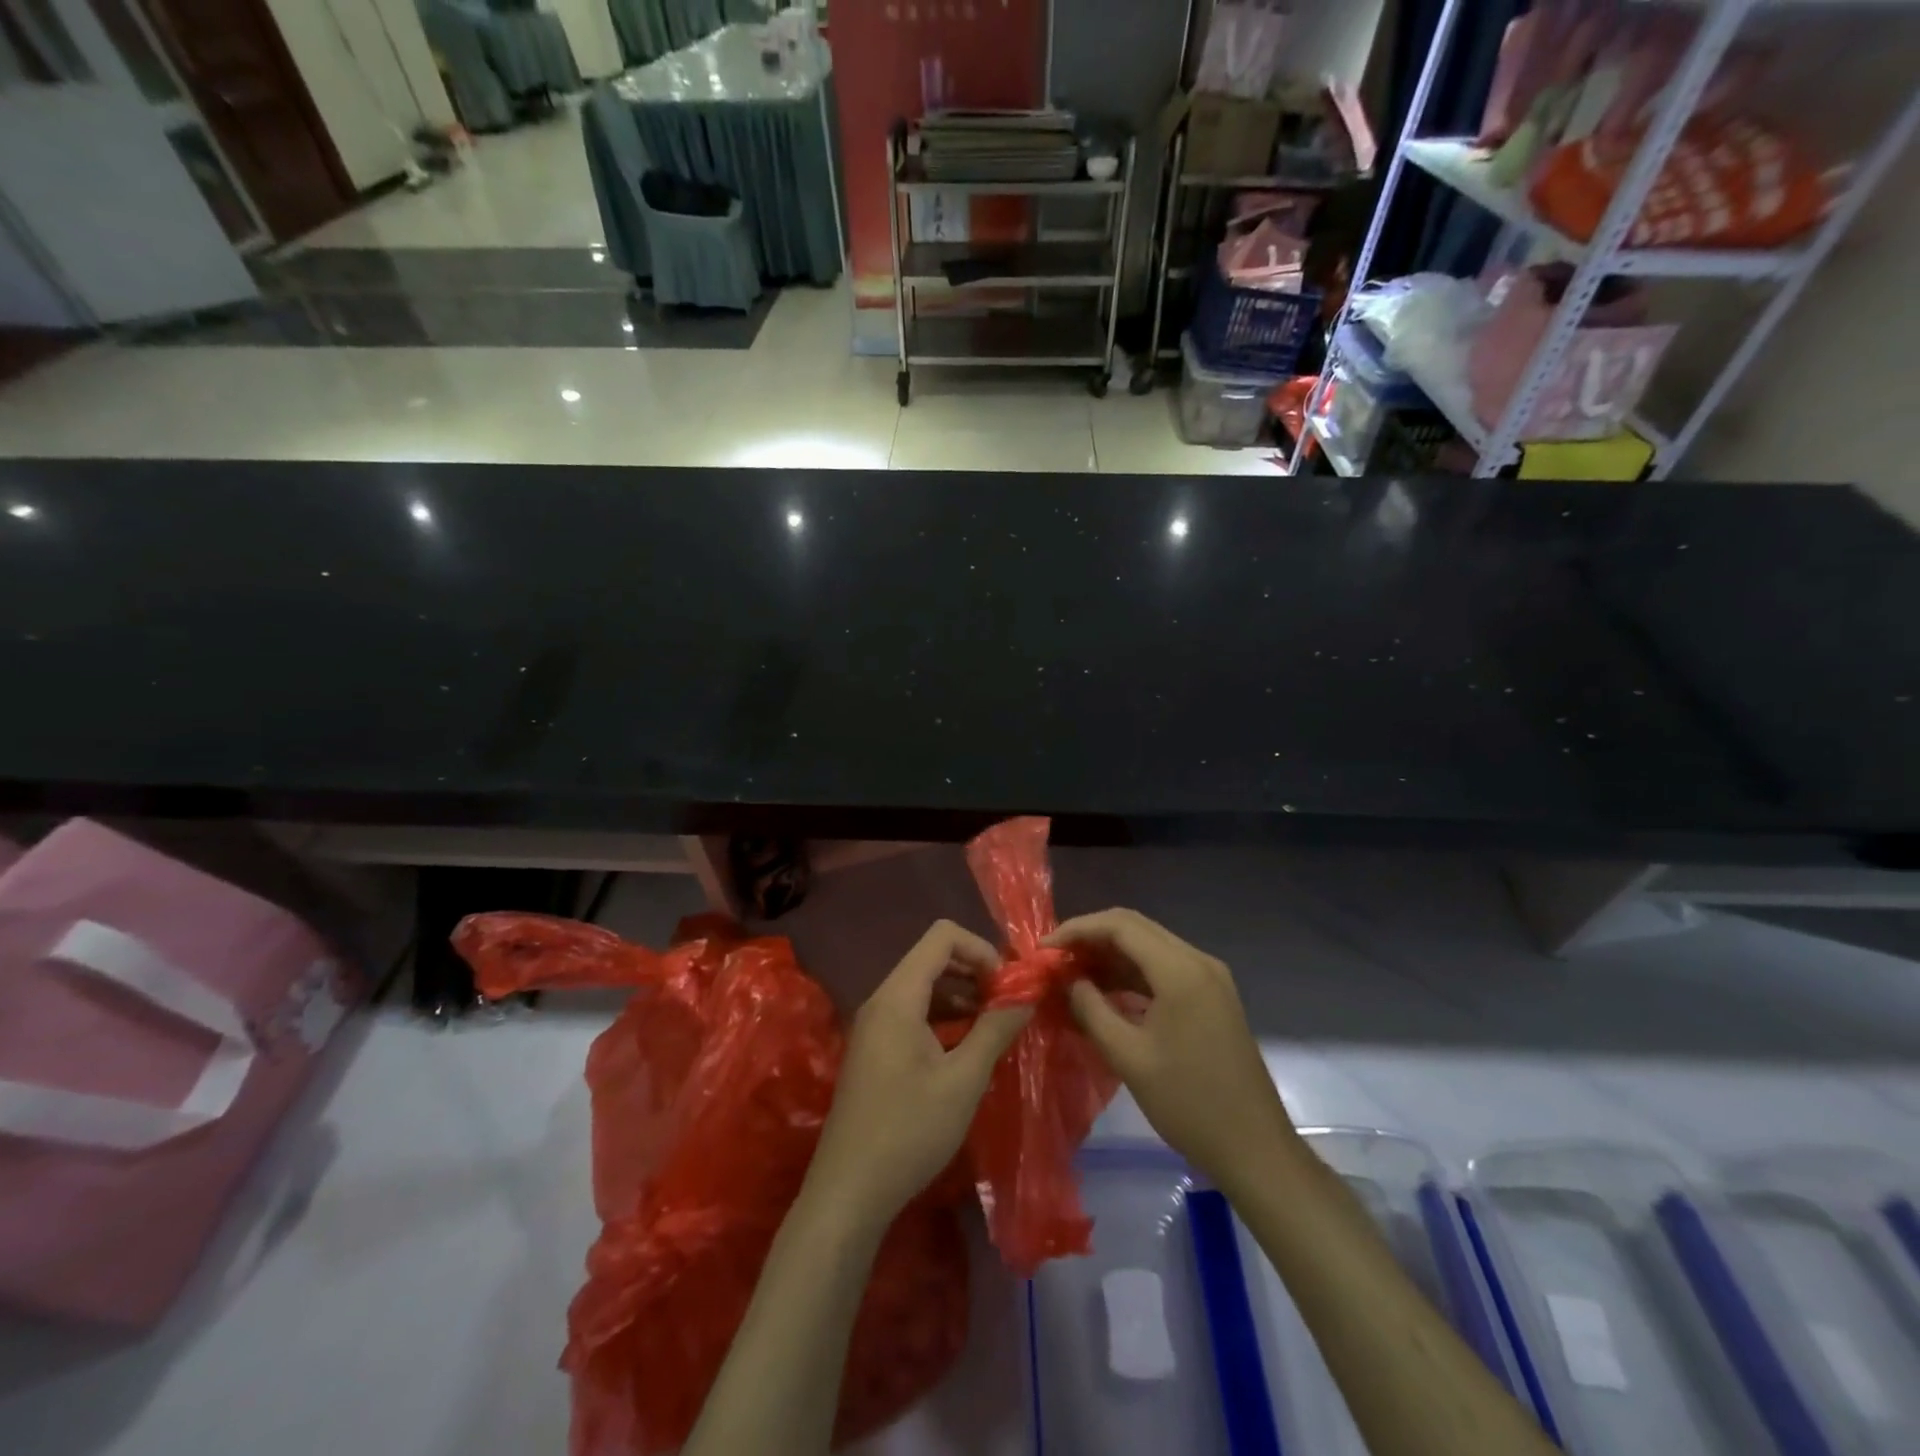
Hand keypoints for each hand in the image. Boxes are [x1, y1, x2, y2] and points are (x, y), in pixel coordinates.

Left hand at [803, 921, 1031, 1231]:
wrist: (848, 1191)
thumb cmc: (909, 1131)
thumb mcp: (963, 1080)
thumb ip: (995, 1029)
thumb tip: (1026, 995)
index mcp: (898, 996)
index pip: (942, 937)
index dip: (981, 949)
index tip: (1008, 984)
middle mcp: (882, 1000)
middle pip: (932, 959)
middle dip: (975, 972)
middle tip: (1007, 1004)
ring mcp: (875, 1025)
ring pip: (924, 987)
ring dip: (961, 996)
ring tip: (994, 1025)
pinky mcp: (875, 1049)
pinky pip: (913, 1013)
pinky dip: (943, 1018)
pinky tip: (967, 1047)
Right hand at [1048, 909, 1296, 1195]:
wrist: (1255, 1148)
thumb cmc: (1188, 1103)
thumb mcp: (1128, 1057)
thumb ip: (1091, 1009)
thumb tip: (1067, 980)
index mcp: (1180, 970)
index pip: (1120, 925)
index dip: (1077, 930)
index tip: (1044, 949)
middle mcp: (1198, 961)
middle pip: (1135, 928)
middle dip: (1091, 938)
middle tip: (1055, 960)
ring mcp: (1209, 978)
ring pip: (1149, 947)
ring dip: (1110, 955)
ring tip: (1072, 976)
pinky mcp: (1212, 996)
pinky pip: (1164, 969)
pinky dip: (1132, 974)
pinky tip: (1105, 992)